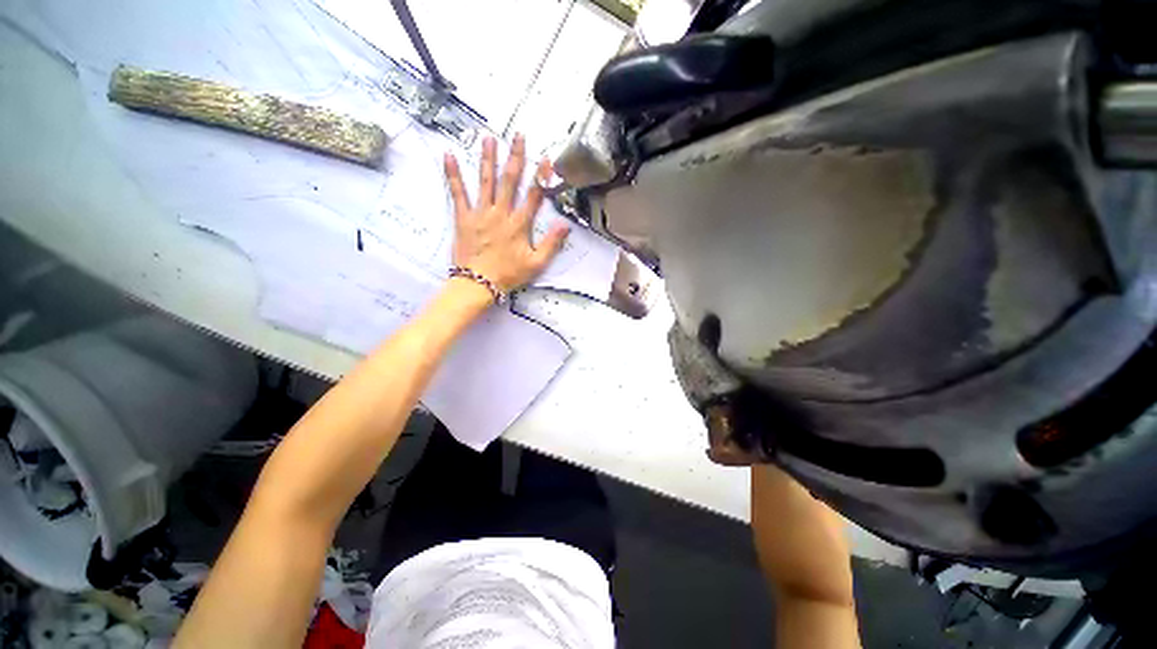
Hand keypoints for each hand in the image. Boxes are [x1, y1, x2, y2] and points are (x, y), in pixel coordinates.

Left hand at [444, 133, 569, 293]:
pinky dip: (453, 174)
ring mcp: (480, 213)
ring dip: (487, 158)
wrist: (478, 283)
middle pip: (509, 181)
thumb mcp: (536, 263)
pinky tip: (449, 155)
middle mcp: (500, 213)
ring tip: (488, 138)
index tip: (546, 159)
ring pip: (485, 181)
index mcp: (519, 224)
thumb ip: (551, 244)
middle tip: (518, 135)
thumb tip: (565, 225)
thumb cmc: (509, 274)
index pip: (533, 195)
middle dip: (515, 157)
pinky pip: (458, 193)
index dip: (541, 176)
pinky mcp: (463, 217)